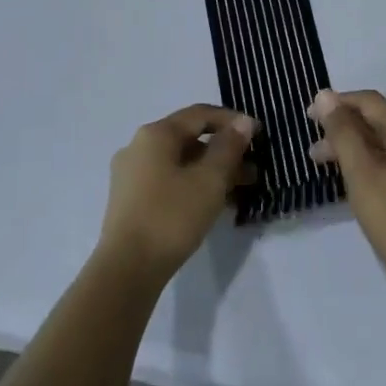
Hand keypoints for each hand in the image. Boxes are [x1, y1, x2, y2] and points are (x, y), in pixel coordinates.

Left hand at [97, 106, 256, 282]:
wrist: (126, 271)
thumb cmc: (171, 217)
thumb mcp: (209, 180)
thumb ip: (229, 147)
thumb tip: (243, 122)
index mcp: (155, 134)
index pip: (200, 114)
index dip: (232, 120)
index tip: (258, 135)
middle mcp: (138, 146)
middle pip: (189, 139)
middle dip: (223, 151)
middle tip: (252, 170)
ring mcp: (130, 175)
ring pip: (179, 162)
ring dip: (210, 171)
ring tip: (238, 190)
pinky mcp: (129, 201)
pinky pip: (168, 181)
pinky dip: (192, 185)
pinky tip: (212, 204)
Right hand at [308, 89, 385, 298]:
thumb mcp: (363, 176)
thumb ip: (344, 134)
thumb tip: (325, 95)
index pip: (370, 102)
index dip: (339, 102)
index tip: (310, 116)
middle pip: (379, 122)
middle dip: (344, 128)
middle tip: (313, 148)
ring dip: (355, 148)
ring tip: (325, 167)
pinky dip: (371, 164)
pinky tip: (356, 183)